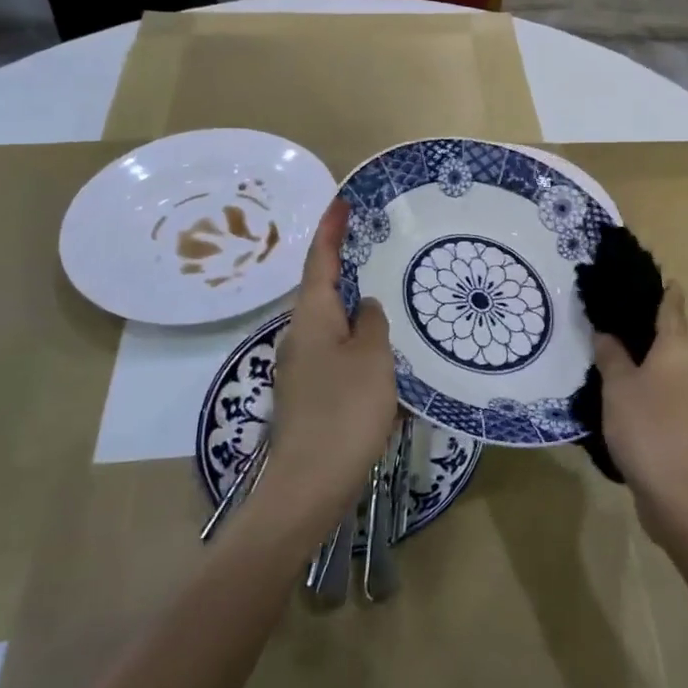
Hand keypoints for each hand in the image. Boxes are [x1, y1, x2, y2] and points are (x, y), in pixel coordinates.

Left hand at [262, 199, 398, 543]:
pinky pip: (338, 351)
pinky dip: (358, 339)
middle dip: (343, 265)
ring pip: (332, 323)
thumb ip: (373, 323)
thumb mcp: (372, 358)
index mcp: (312, 318)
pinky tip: (383, 350)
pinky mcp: (312, 394)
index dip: (330, 231)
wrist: (310, 484)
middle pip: (321, 290)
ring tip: (387, 294)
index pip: (319, 262)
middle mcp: (301, 336)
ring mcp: (303, 368)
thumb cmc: (345, 411)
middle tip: (373, 246)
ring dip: (354, 305)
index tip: (342, 203)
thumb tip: (367, 307)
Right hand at [593, 286, 687, 548]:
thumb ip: (611, 356)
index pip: (673, 306)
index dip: (662, 289)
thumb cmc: (649, 428)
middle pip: (672, 338)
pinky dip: (649, 391)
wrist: (684, 497)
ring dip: (645, 363)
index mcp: (680, 349)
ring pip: (669, 370)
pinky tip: (623, 402)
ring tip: (610, 359)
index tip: (647, 276)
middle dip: (646, 328)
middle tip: (610, 319)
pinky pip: (668, 397)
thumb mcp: (618, 387)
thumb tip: (606, 333)